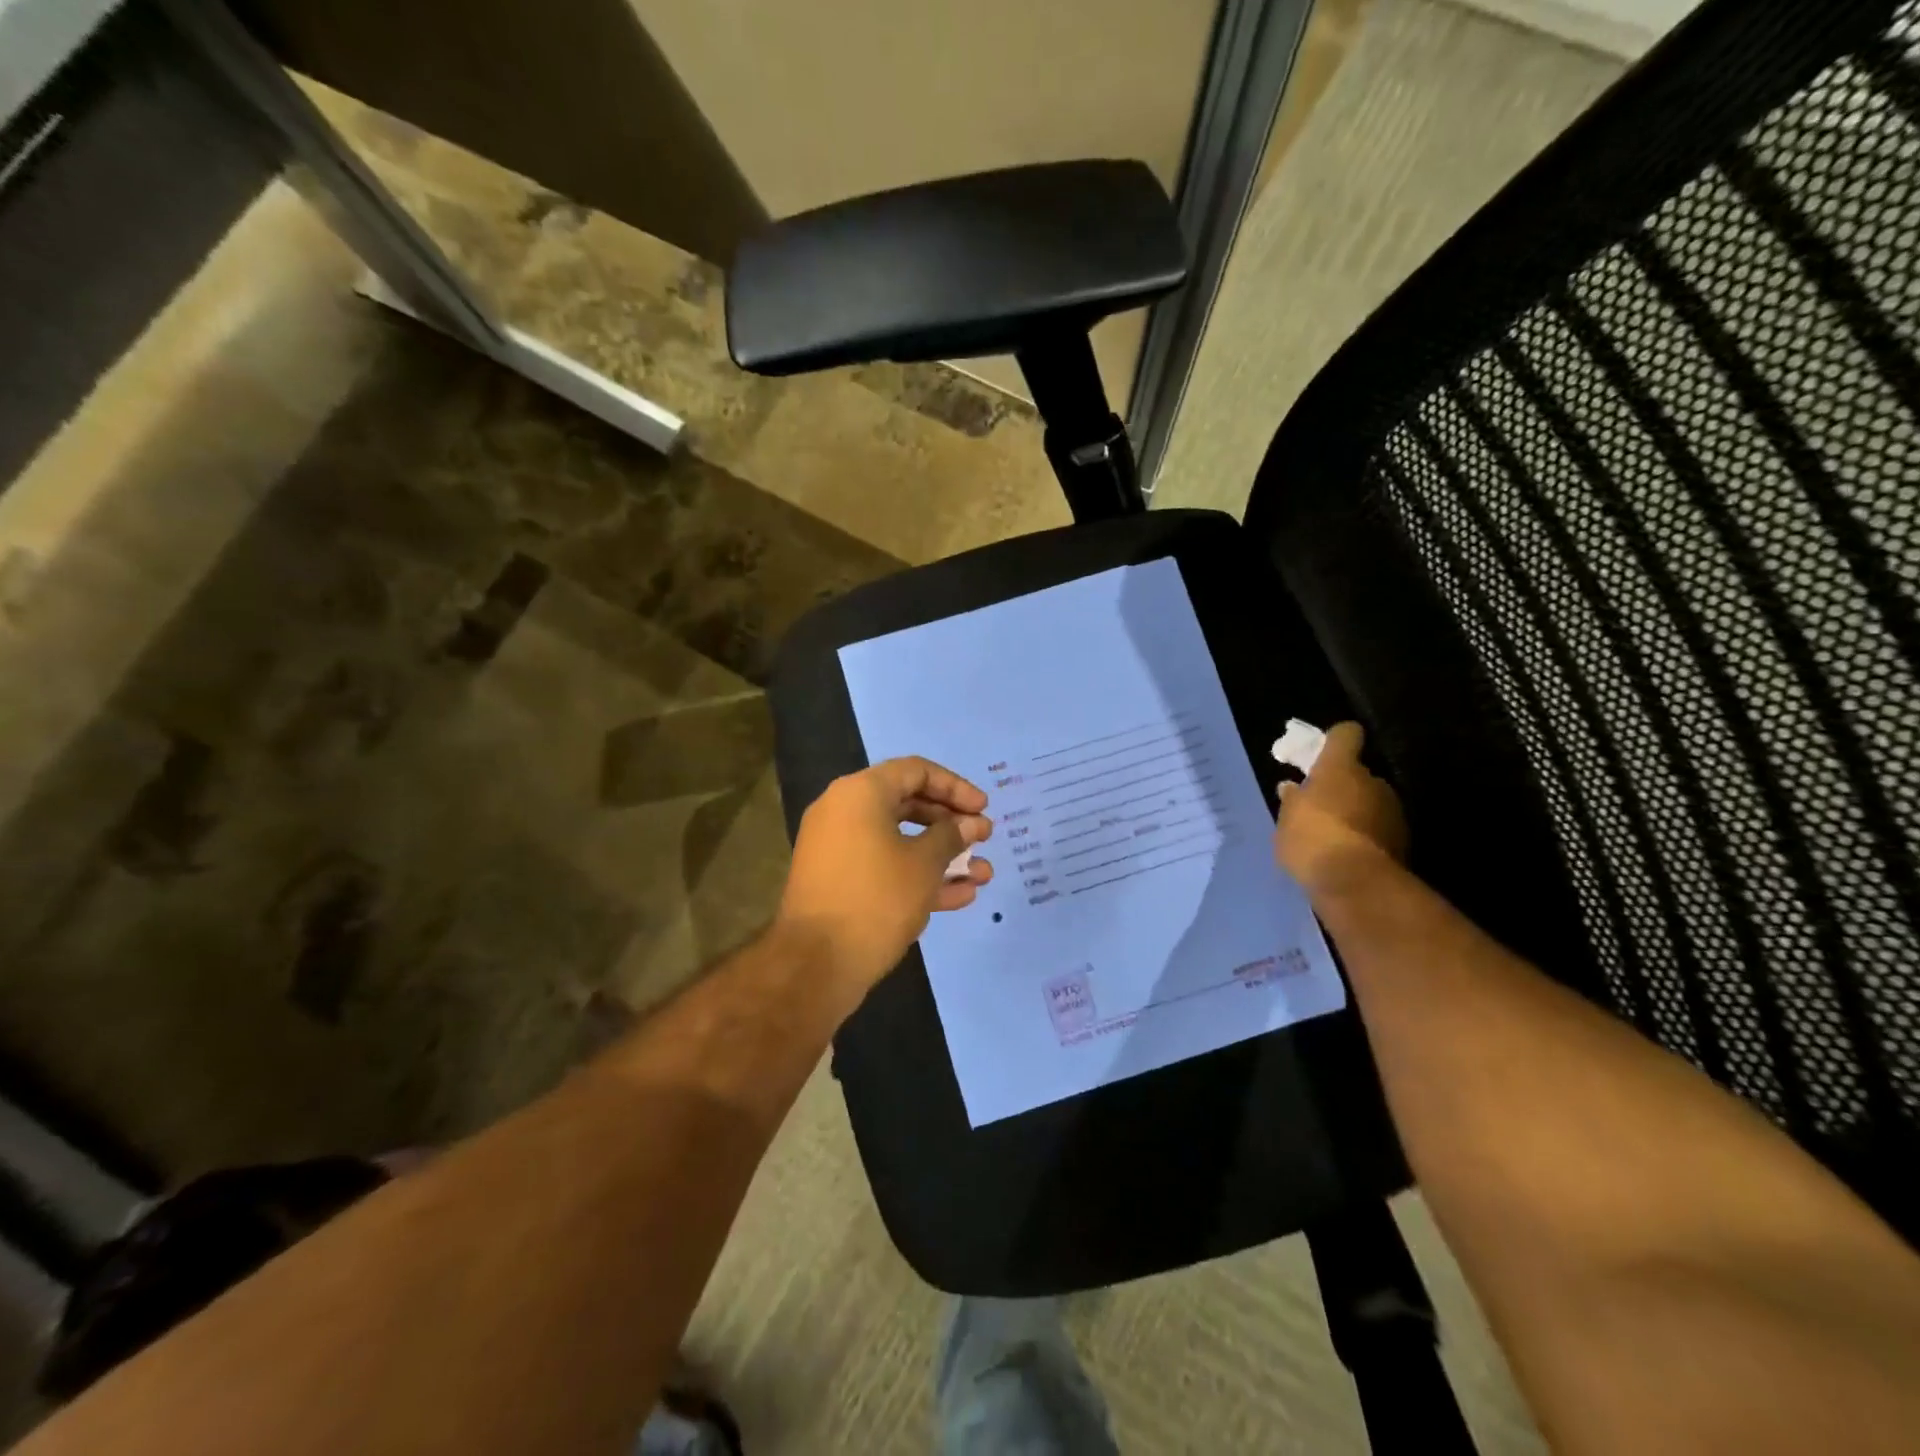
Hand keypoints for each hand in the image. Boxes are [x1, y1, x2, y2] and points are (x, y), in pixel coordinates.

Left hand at [777, 757, 993, 1001]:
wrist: (815, 964)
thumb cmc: (876, 899)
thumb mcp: (924, 864)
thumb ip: (952, 836)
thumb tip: (973, 823)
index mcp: (860, 793)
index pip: (915, 771)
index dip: (955, 787)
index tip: (984, 809)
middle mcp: (844, 811)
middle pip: (908, 804)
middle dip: (951, 824)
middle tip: (984, 838)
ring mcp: (839, 848)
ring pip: (899, 840)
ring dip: (942, 856)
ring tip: (983, 875)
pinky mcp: (839, 881)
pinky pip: (884, 866)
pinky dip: (917, 876)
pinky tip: (960, 896)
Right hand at [1274, 723, 1407, 897]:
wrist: (1355, 883)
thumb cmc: (1311, 838)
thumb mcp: (1286, 819)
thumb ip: (1292, 800)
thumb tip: (1292, 788)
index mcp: (1341, 768)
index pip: (1346, 735)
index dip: (1336, 740)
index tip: (1325, 751)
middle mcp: (1373, 781)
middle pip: (1359, 774)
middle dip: (1344, 786)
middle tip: (1322, 806)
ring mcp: (1393, 811)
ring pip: (1372, 803)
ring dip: (1357, 812)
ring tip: (1335, 836)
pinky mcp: (1403, 841)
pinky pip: (1379, 829)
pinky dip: (1367, 837)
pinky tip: (1349, 855)